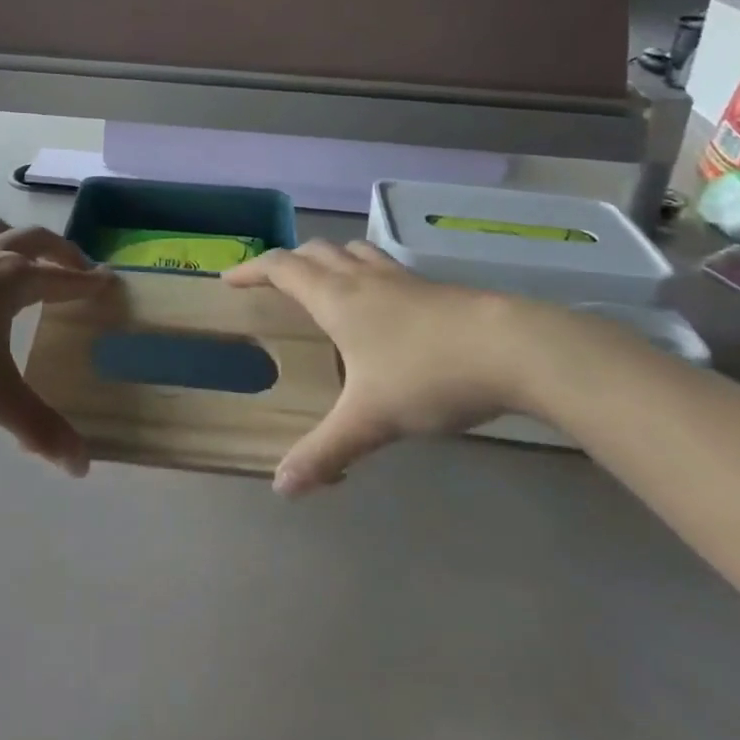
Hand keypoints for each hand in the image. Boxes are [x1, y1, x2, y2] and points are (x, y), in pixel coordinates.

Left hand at [0, 221, 112, 474]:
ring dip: (22, 243)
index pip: (65, 278)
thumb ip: (37, 427)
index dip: (90, 282)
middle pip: (37, 241)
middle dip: (64, 253)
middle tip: (80, 269)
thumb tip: (81, 466)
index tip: (112, 279)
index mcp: (14, 279)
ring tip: (28, 261)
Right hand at [225, 240, 548, 495]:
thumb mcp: (370, 419)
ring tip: (322, 281)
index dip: (252, 269)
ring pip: (351, 251)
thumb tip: (281, 488)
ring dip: (327, 258)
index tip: (229, 279)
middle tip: (272, 282)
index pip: (282, 268)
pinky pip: (382, 266)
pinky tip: (379, 301)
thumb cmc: (426, 374)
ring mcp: (399, 278)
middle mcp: (362, 278)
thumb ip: (325, 451)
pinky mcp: (430, 287)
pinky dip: (363, 271)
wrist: (510, 349)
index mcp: (336, 298)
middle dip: (287, 262)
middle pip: (314, 252)